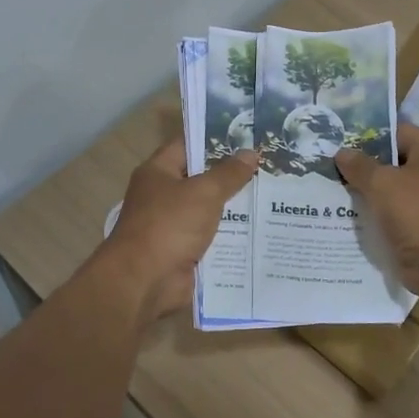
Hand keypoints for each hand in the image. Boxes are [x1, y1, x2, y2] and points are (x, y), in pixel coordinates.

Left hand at [105, 141, 256, 326]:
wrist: (144, 282)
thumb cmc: (169, 225)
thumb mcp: (203, 192)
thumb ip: (228, 174)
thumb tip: (251, 153)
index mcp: (158, 172)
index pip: (188, 145)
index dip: (215, 140)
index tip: (247, 136)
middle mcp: (164, 196)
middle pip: (202, 179)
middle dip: (232, 175)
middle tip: (268, 166)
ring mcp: (174, 226)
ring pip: (211, 210)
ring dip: (237, 208)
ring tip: (274, 196)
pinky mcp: (185, 252)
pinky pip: (213, 238)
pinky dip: (233, 237)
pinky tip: (262, 230)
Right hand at [335, 123, 418, 296]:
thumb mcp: (383, 184)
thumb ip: (360, 166)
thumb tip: (342, 152)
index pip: (396, 132)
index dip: (366, 136)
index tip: (337, 143)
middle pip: (392, 162)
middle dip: (362, 167)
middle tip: (327, 168)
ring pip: (389, 191)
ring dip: (365, 194)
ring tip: (329, 192)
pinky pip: (392, 216)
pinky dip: (373, 217)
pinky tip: (344, 219)